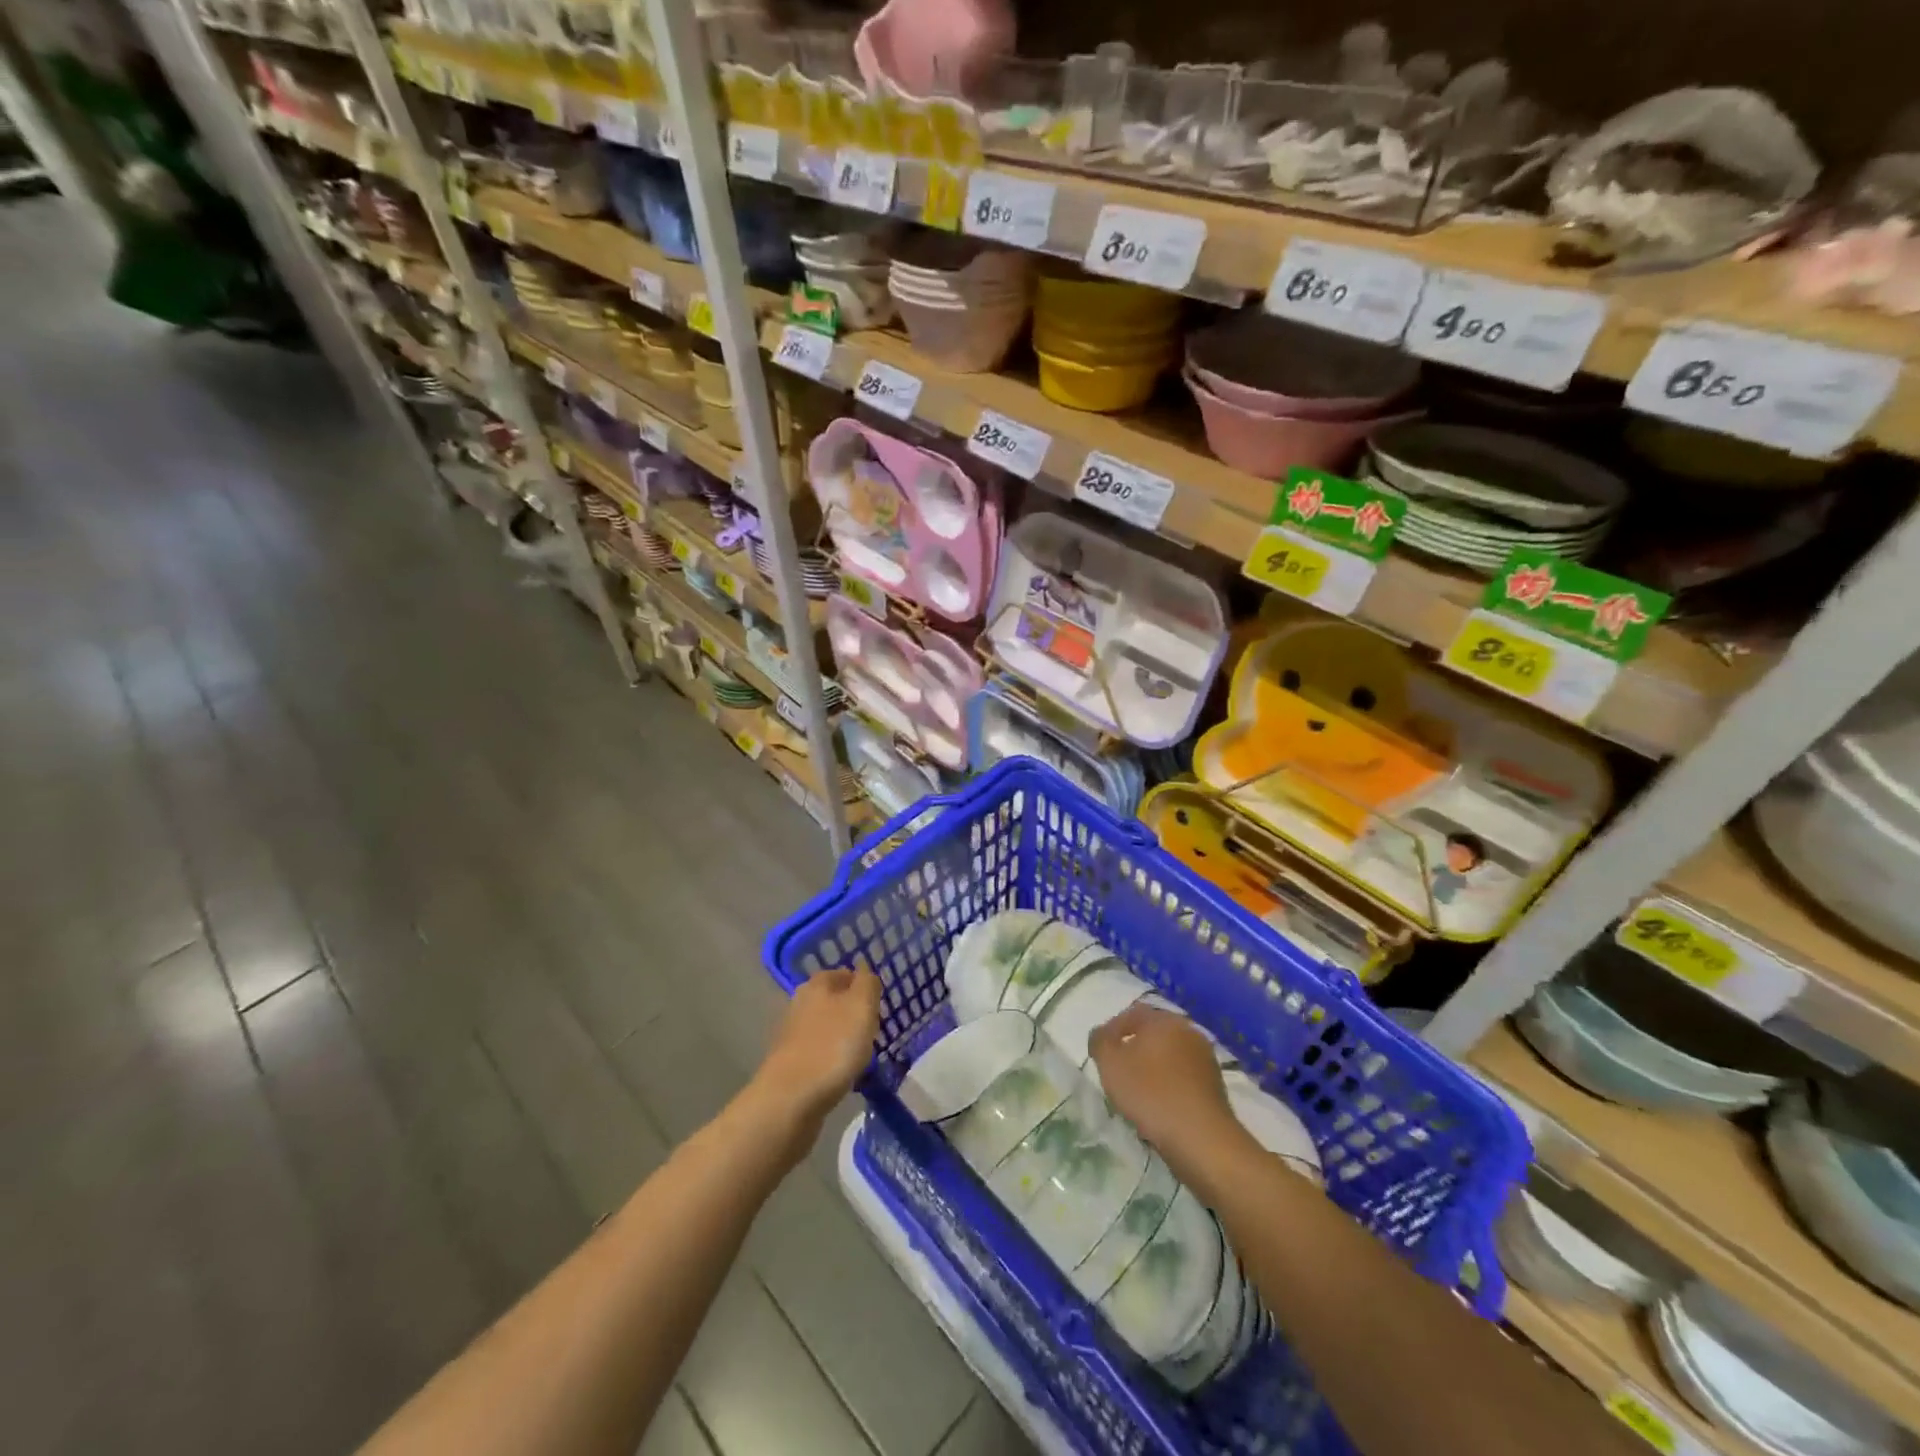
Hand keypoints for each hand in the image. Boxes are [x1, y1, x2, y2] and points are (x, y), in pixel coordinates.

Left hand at [752, 969, 881, 1140]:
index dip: (863, 986)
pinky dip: (831, 1060)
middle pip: (833, 1001)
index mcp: (817, 985)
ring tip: (861, 1055)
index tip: (879, 1005)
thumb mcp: (861, 1007)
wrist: (791, 1100)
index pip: (844, 974)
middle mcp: (800, 1004)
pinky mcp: (790, 1064)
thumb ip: (868, 984)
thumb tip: (865, 972)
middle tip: (873, 1030)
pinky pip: (818, 1054)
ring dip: (842, 1038)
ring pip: (826, 1028)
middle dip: (853, 1013)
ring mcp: (792, 1035)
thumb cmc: (833, 1046)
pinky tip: (842, 1074)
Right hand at [1090, 1005, 1243, 1186]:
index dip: (1112, 1030)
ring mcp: (1205, 1059)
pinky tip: (1160, 1106)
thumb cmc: (1151, 1093)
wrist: (1202, 1139)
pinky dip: (1169, 1085)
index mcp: (1164, 1020)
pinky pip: (1183, 1077)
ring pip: (1169, 1056)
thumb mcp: (1110, 1064)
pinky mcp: (1215, 1086)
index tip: (1101, 1053)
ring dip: (1152, 1068)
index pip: (1132, 1013)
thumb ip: (1099, 1041)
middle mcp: (1188, 1031)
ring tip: (1137, 1092)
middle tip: (1117, 1070)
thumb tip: (1100, 1034)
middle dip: (1134, 1048)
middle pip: (1153, 1033)